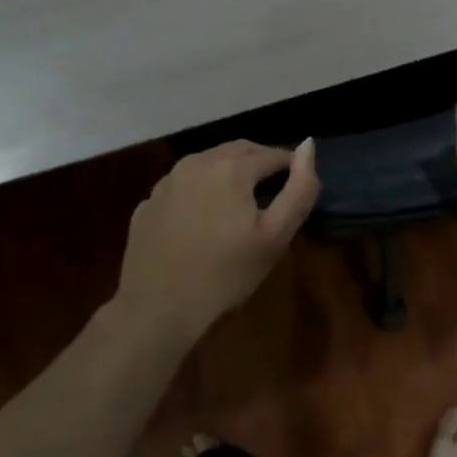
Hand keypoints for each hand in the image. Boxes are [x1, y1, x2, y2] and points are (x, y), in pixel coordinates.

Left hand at [115, 139, 318, 340]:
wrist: (156, 310)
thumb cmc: (224, 275)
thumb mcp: (275, 236)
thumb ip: (299, 188)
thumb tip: (307, 146)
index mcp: (231, 167)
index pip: (272, 155)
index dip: (290, 168)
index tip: (297, 186)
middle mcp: (197, 162)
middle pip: (239, 151)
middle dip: (260, 163)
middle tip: (274, 189)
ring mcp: (167, 181)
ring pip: (208, 163)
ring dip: (229, 172)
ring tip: (240, 201)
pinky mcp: (148, 202)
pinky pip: (183, 185)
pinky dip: (200, 191)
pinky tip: (203, 219)